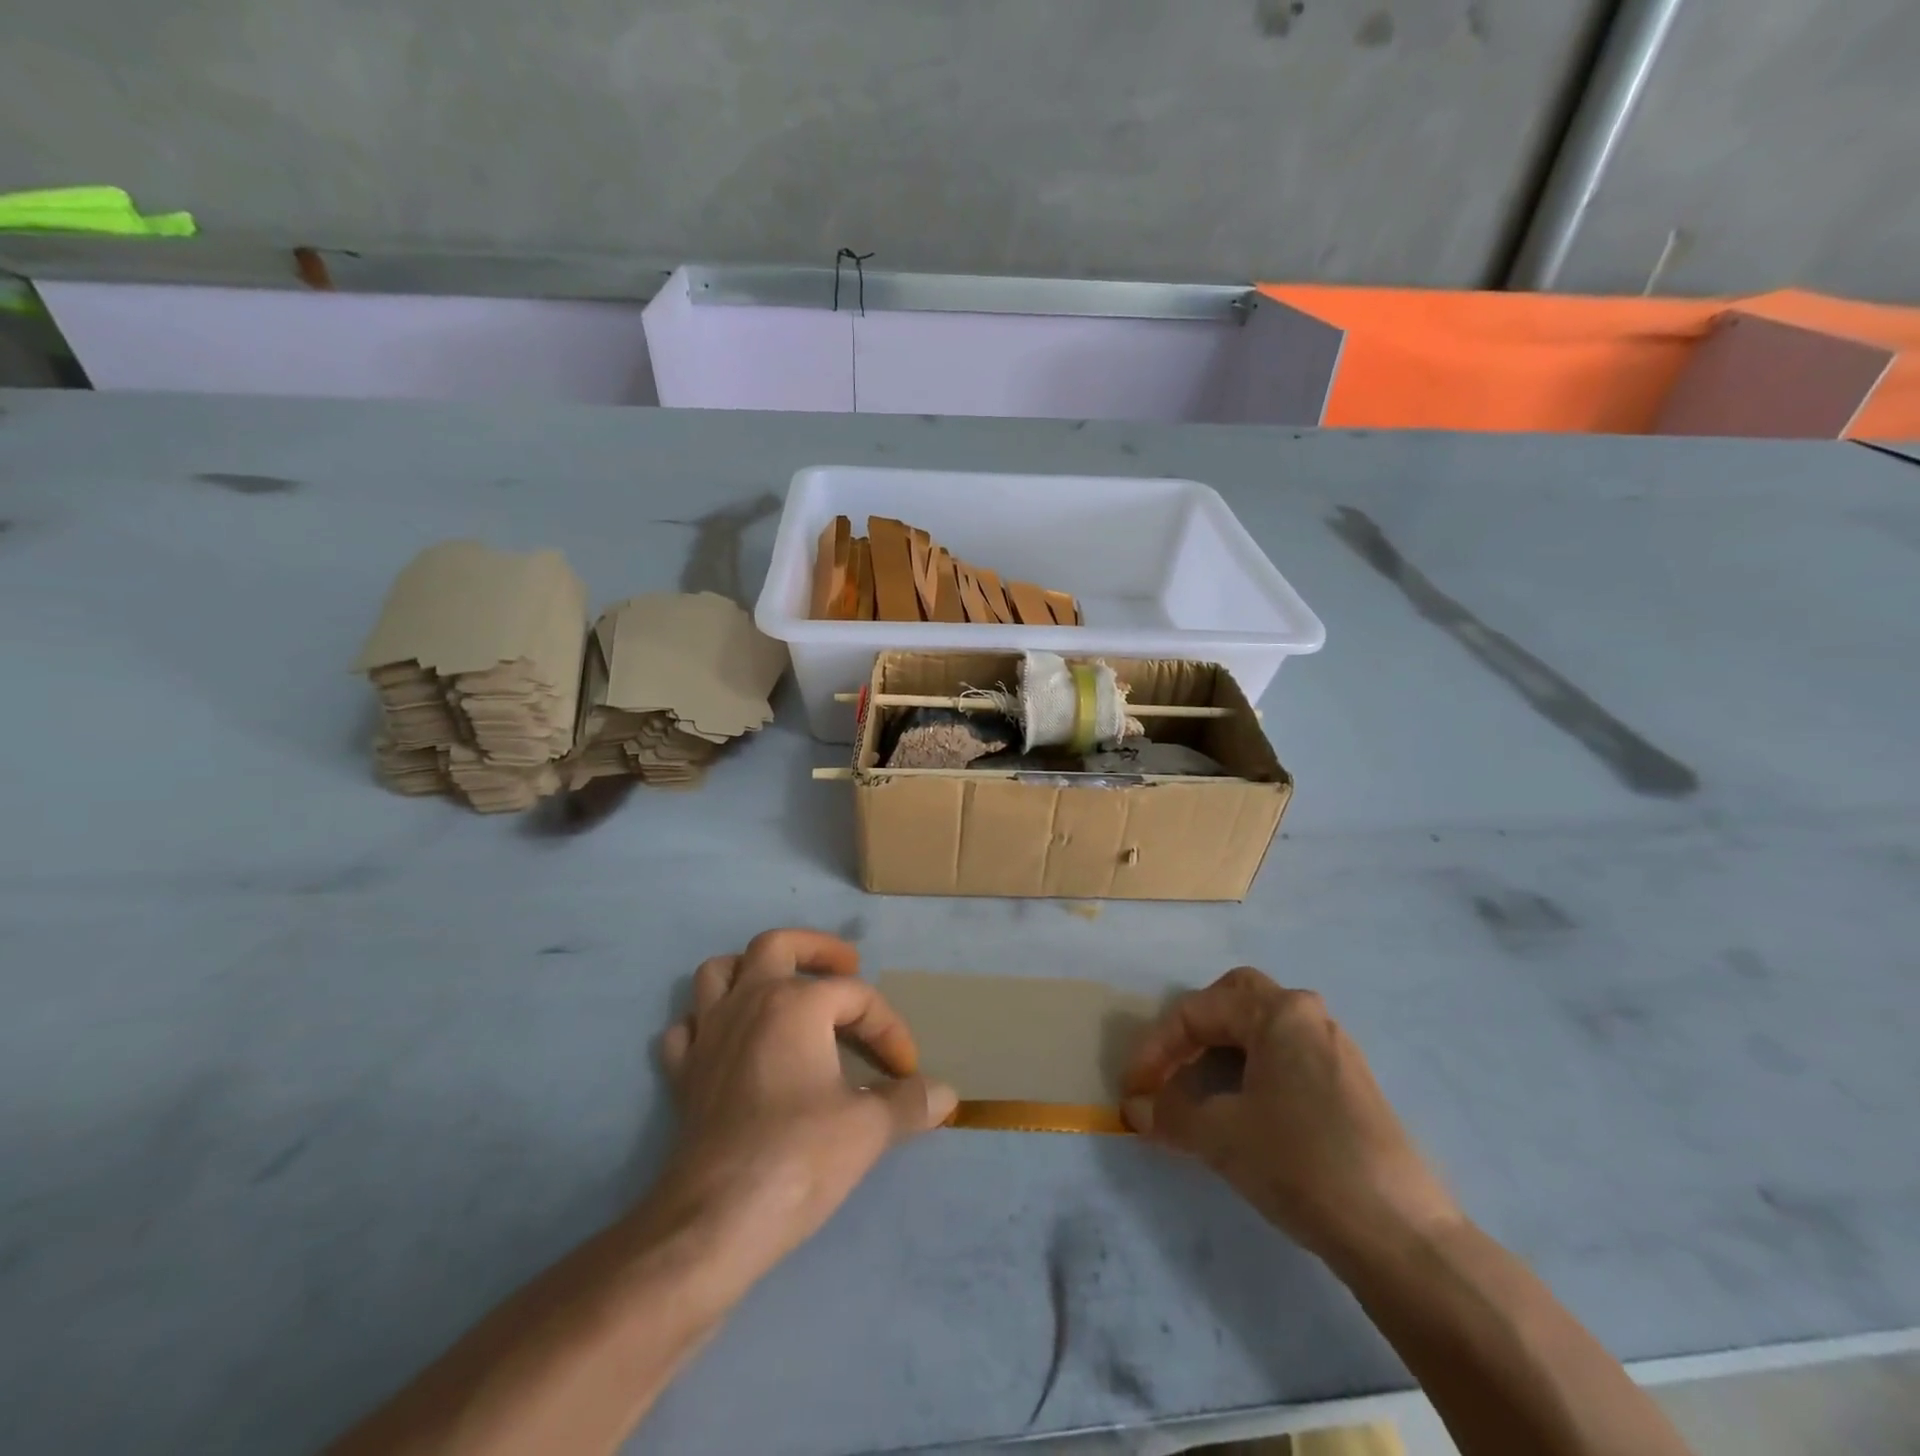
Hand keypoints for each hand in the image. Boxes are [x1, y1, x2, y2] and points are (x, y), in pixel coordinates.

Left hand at [652, 929, 956, 1289]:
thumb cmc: (798, 1158)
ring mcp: (708, 1036)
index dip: (888, 1028)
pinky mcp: (684, 1074)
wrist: (715, 1222)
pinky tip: (731, 1044)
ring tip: (783, 990)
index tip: (906, 1070)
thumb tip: (947, 1094)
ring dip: (751, 972)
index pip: (855, 996)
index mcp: (794, 1003)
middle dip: (816, 949)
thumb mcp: (868, 1127)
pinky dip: (708, 1024)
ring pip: (719, 972)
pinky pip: (688, 1028)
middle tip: (847, 966)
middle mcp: (747, 1003)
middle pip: (777, 945)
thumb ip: (910, 1102)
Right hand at [1122, 968, 1459, 1267]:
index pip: (1198, 1011)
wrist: (1399, 1234)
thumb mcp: (1221, 1135)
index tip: (1133, 1089)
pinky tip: (1243, 1111)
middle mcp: (1308, 1016)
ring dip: (1223, 1052)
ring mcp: (1335, 1050)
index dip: (1156, 1048)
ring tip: (1199, 1092)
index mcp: (1278, 1012)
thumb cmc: (1300, 1162)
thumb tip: (1137, 1110)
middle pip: (1235, 1000)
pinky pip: (1286, 1058)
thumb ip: (1171, 1113)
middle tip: (1170, 1064)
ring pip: (1263, 1030)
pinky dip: (1253, 1072)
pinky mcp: (1351, 1086)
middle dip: (1194, 1029)